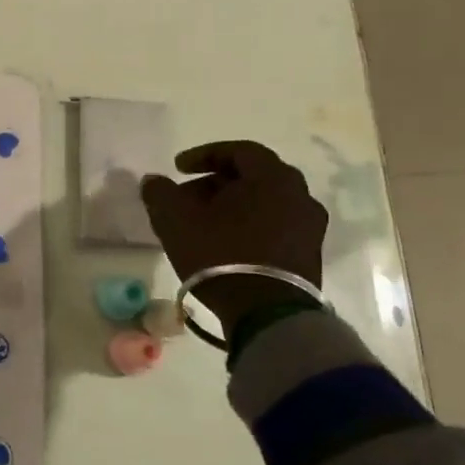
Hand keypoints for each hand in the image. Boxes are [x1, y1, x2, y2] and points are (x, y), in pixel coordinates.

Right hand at [139, 141, 327, 333]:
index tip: (178, 167)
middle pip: (253, 177)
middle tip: (188, 197)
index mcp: (272, 177)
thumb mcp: (175, 219)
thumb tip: (154, 181)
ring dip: (233, 207)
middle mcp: (299, 196)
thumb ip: (160, 192)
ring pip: (264, 204)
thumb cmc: (220, 254)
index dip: (204, 155)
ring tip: (203, 224)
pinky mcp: (309, 256)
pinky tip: (225, 244)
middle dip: (217, 183)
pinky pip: (275, 227)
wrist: (267, 313)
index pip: (240, 150)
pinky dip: (248, 226)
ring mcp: (309, 228)